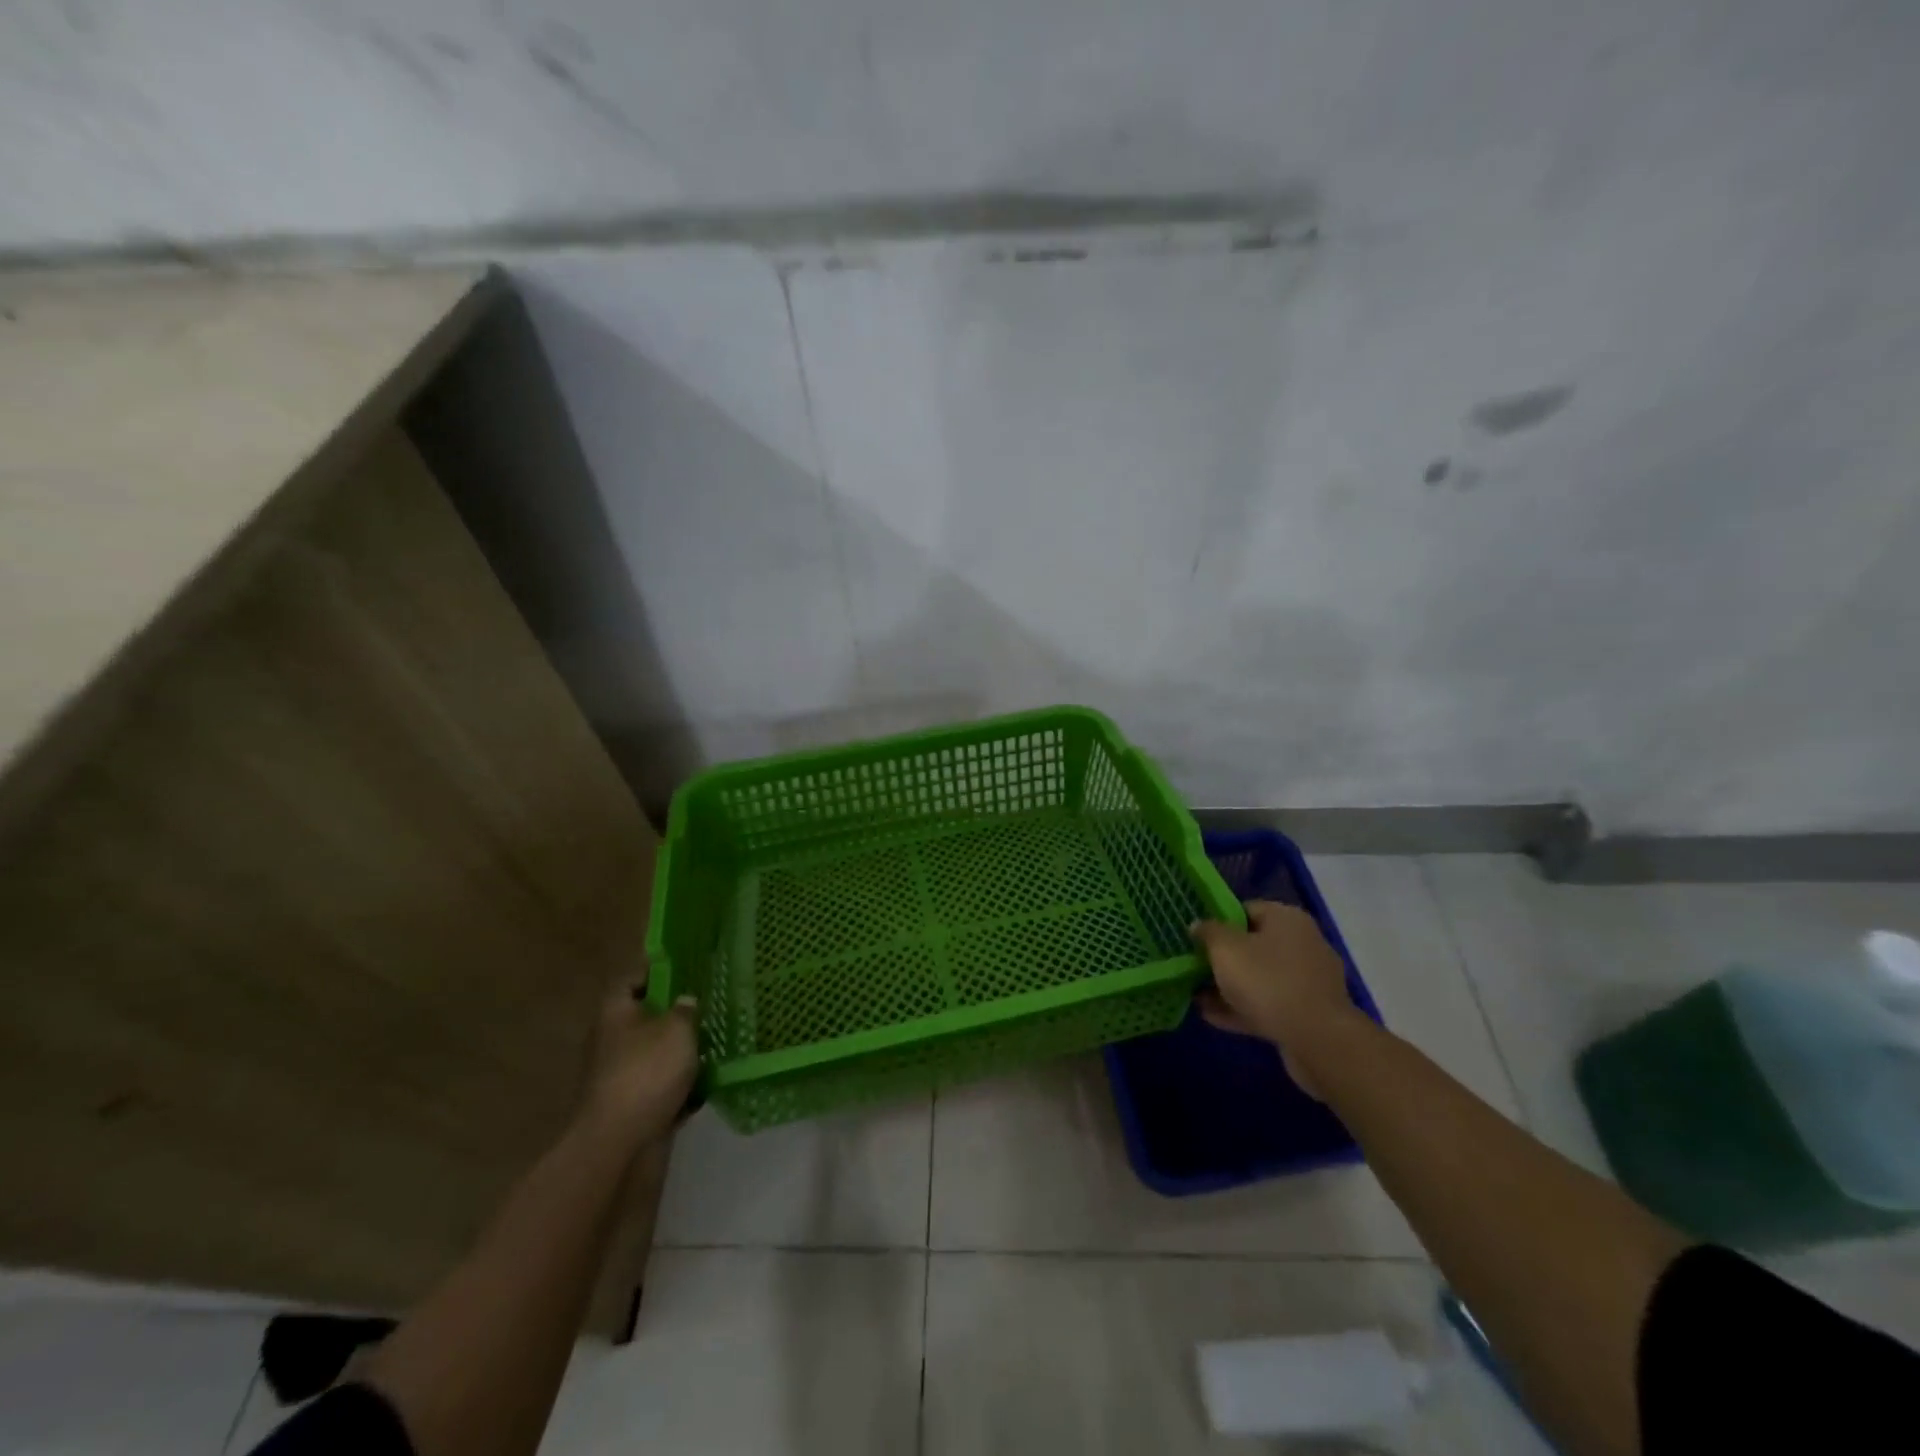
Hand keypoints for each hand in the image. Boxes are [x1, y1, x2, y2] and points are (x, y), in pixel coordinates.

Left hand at [581, 975, 698, 1142]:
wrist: (618, 1142)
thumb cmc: (646, 1072)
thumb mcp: (677, 1030)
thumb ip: (685, 1011)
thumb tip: (685, 1002)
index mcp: (615, 1013)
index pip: (630, 979)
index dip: (654, 971)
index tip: (682, 968)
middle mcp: (610, 1040)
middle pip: (644, 1017)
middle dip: (674, 1014)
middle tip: (706, 1007)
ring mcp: (617, 1075)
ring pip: (653, 1053)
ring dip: (678, 1052)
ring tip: (713, 1045)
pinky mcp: (629, 1105)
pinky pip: (658, 1086)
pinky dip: (678, 1086)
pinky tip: (704, 1086)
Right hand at [1190, 901, 1356, 1098]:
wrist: (1317, 1040)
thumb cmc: (1267, 981)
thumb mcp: (1224, 949)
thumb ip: (1208, 932)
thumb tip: (1199, 925)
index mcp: (1287, 919)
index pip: (1245, 909)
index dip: (1218, 922)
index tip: (1196, 938)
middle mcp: (1302, 943)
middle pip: (1252, 945)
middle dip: (1222, 959)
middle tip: (1194, 969)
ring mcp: (1308, 980)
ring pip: (1260, 977)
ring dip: (1229, 987)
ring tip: (1198, 998)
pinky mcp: (1309, 1012)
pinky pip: (1269, 1003)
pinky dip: (1243, 1008)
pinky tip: (1214, 1018)